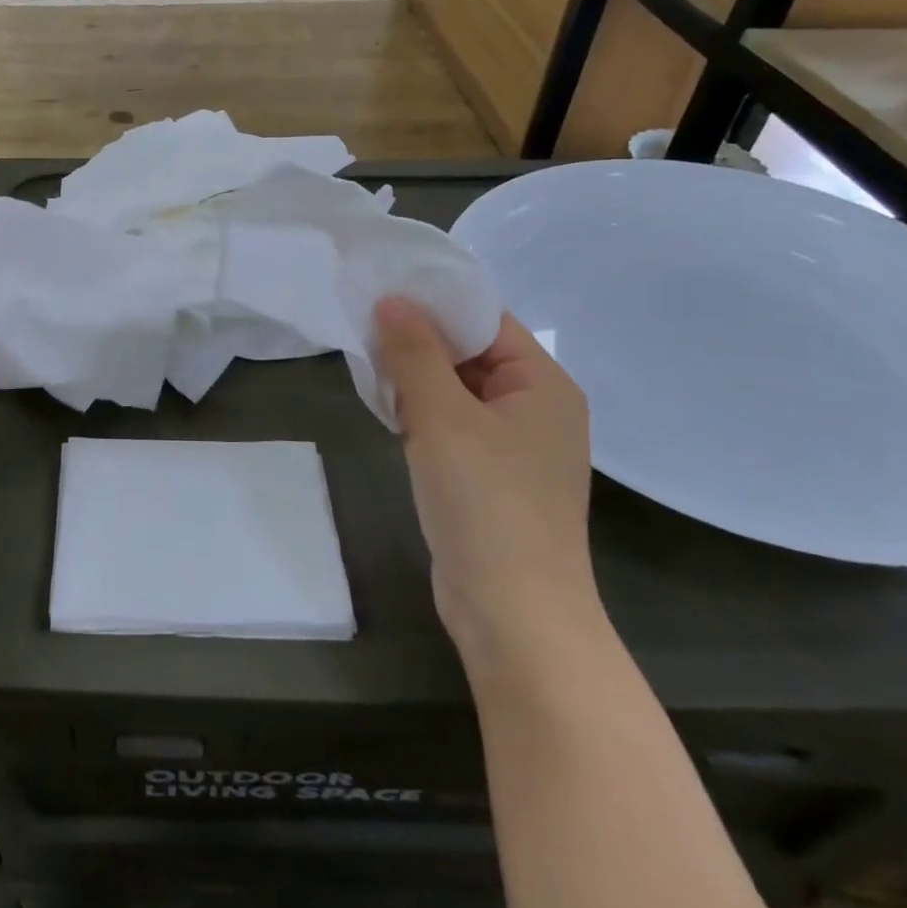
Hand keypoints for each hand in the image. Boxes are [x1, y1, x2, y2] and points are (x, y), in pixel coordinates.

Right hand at [374, 299, 600, 662]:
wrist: (514, 616)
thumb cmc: (486, 503)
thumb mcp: (442, 417)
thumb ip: (414, 352)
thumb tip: (391, 299)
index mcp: (542, 383)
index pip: (486, 320)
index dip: (435, 302)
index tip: (381, 291)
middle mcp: (535, 407)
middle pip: (471, 353)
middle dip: (419, 341)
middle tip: (364, 327)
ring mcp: (515, 446)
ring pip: (457, 391)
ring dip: (416, 379)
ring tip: (369, 365)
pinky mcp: (491, 476)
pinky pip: (454, 425)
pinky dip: (422, 413)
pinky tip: (388, 411)